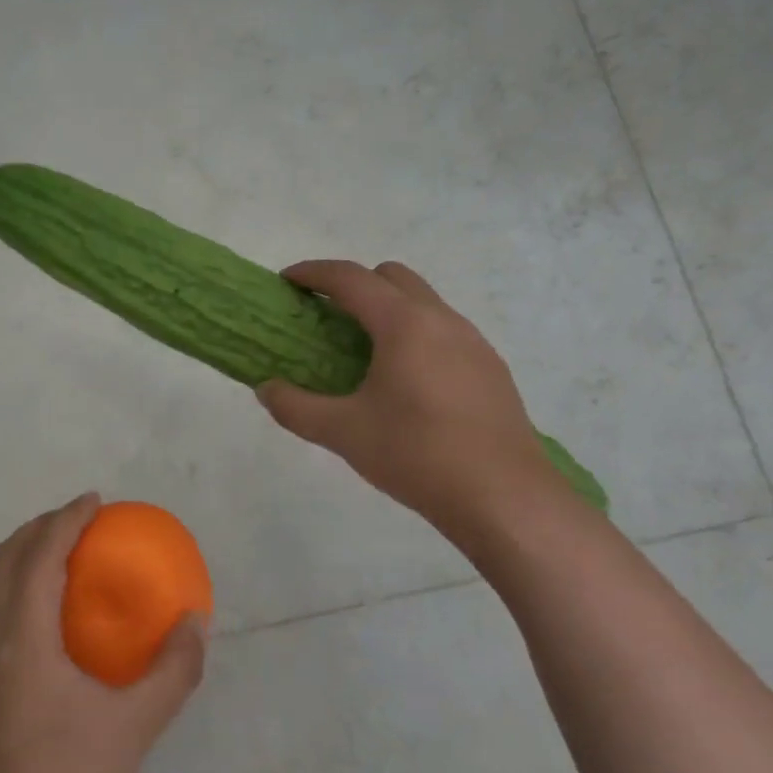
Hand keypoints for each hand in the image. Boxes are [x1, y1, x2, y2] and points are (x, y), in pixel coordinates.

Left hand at [0, 493, 206, 772]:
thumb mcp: (136, 723)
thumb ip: (173, 670)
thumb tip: (195, 623)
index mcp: (22, 637)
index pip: (39, 555)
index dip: (66, 519)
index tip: (95, 501)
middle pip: (5, 560)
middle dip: (39, 528)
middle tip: (79, 520)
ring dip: (26, 558)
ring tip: (67, 557)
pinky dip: (23, 590)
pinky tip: (57, 618)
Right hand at [256, 260, 569, 552]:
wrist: (505, 498)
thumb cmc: (417, 454)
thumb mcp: (343, 433)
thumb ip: (295, 407)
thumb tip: (266, 389)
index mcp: (404, 324)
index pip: (351, 278)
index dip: (314, 274)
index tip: (287, 281)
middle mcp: (442, 320)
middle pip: (392, 277)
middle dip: (354, 284)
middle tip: (325, 316)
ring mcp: (473, 342)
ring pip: (423, 302)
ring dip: (387, 309)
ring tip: (362, 351)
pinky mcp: (490, 368)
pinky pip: (444, 331)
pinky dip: (414, 335)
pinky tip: (405, 382)